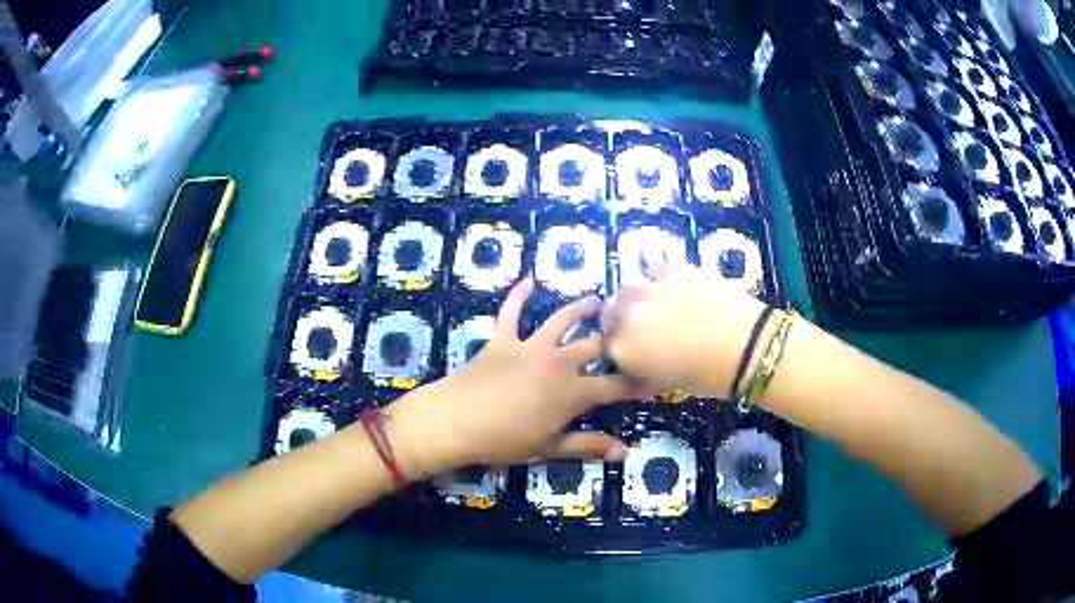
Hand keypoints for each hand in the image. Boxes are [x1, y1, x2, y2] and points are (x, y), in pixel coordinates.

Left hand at [388, 278, 635, 476]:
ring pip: (562, 319)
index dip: (637, 383)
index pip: (615, 385)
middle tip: (631, 326)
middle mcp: (558, 362)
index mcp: (573, 392)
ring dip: (581, 307)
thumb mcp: (550, 447)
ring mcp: (530, 346)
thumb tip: (625, 451)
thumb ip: (588, 446)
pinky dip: (519, 295)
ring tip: (597, 298)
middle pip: (595, 344)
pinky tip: (529, 280)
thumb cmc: (504, 440)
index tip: (656, 377)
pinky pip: (511, 311)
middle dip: (616, 336)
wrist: (455, 421)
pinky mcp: (502, 338)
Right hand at [601, 263, 766, 398]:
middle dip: (620, 319)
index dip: (617, 346)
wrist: (745, 347)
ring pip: (628, 289)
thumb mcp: (666, 383)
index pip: (605, 345)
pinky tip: (674, 286)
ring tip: (656, 305)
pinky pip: (655, 268)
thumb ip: (642, 369)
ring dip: (636, 298)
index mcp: (623, 350)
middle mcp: (627, 316)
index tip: (629, 349)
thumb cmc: (706, 377)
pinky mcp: (674, 270)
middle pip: (610, 312)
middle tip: (642, 328)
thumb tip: (638, 361)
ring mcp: (650, 289)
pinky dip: (659, 277)